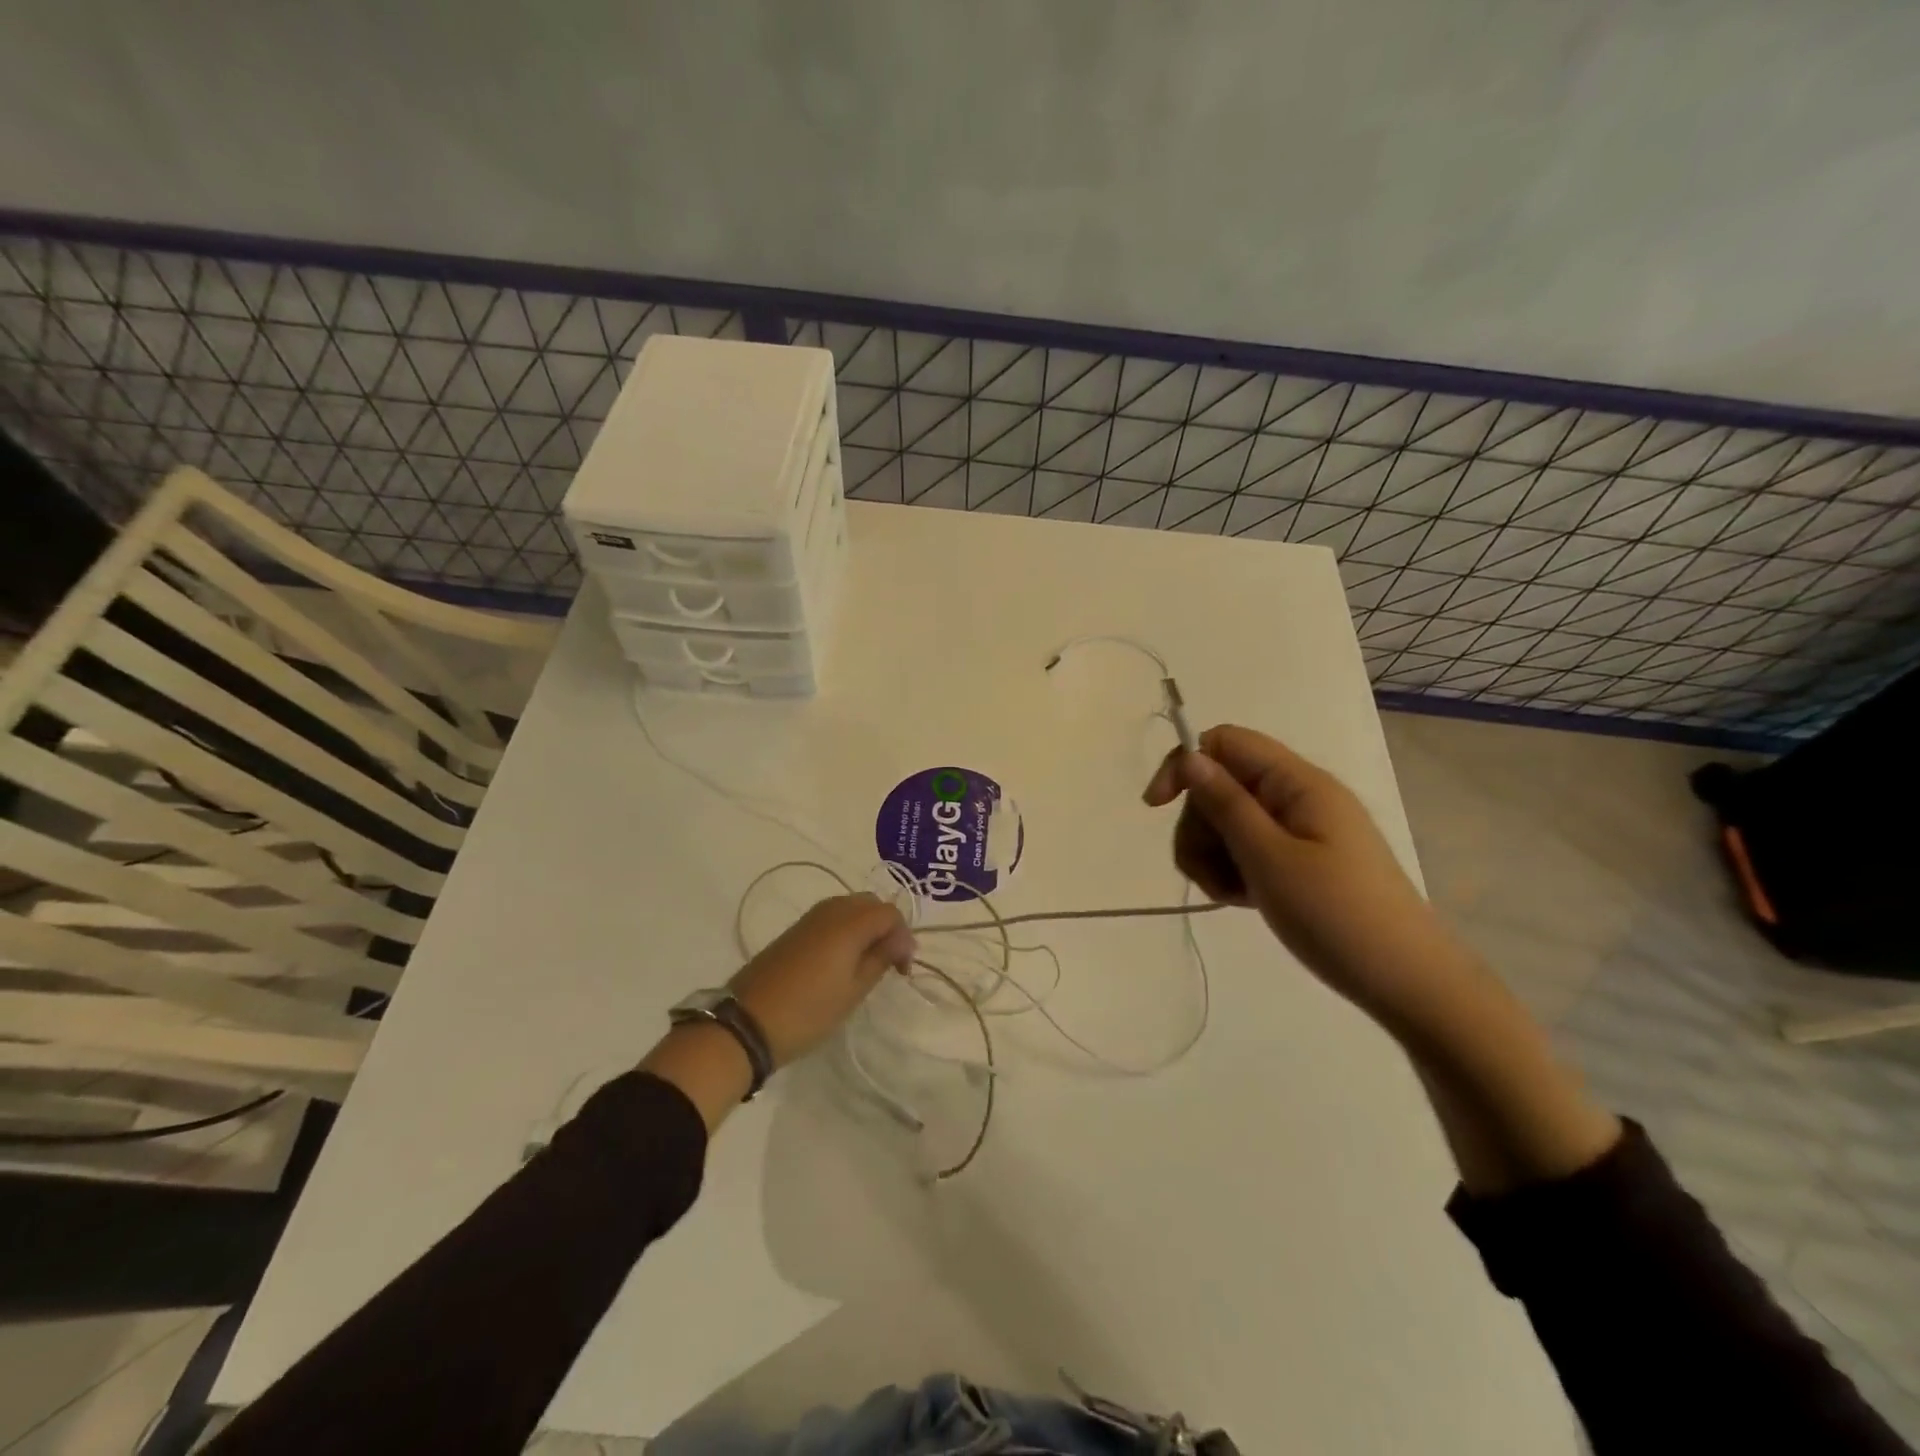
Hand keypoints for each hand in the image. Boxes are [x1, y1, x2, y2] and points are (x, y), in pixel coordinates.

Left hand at [727, 893, 914, 1068]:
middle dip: (887, 928)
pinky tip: (843, 960)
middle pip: (871, 904)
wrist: (746, 1023)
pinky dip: (847, 931)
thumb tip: (899, 941)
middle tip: (890, 963)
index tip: (902, 970)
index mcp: (849, 922)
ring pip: (851, 907)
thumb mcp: (853, 991)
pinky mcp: (795, 930)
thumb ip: (880, 958)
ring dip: (866, 928)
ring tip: (868, 963)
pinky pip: (832, 917)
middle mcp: (830, 910)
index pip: (890, 913)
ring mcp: (810, 918)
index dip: (904, 937)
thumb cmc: (808, 1011)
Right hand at [1143, 725, 1453, 1016]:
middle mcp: (1297, 796)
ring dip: (1212, 854)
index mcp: (1297, 783)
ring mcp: (1299, 829)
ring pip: (1227, 821)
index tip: (1157, 808)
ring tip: (1229, 895)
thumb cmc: (1336, 916)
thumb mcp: (1269, 858)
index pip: (1225, 743)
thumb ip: (1226, 804)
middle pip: (1220, 786)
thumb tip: (1190, 757)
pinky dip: (1233, 870)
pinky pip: (1247, 848)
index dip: (1185, 765)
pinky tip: (1241, 900)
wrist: (1406, 981)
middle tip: (1208, 873)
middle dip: (1199, 826)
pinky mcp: (1299, 859)